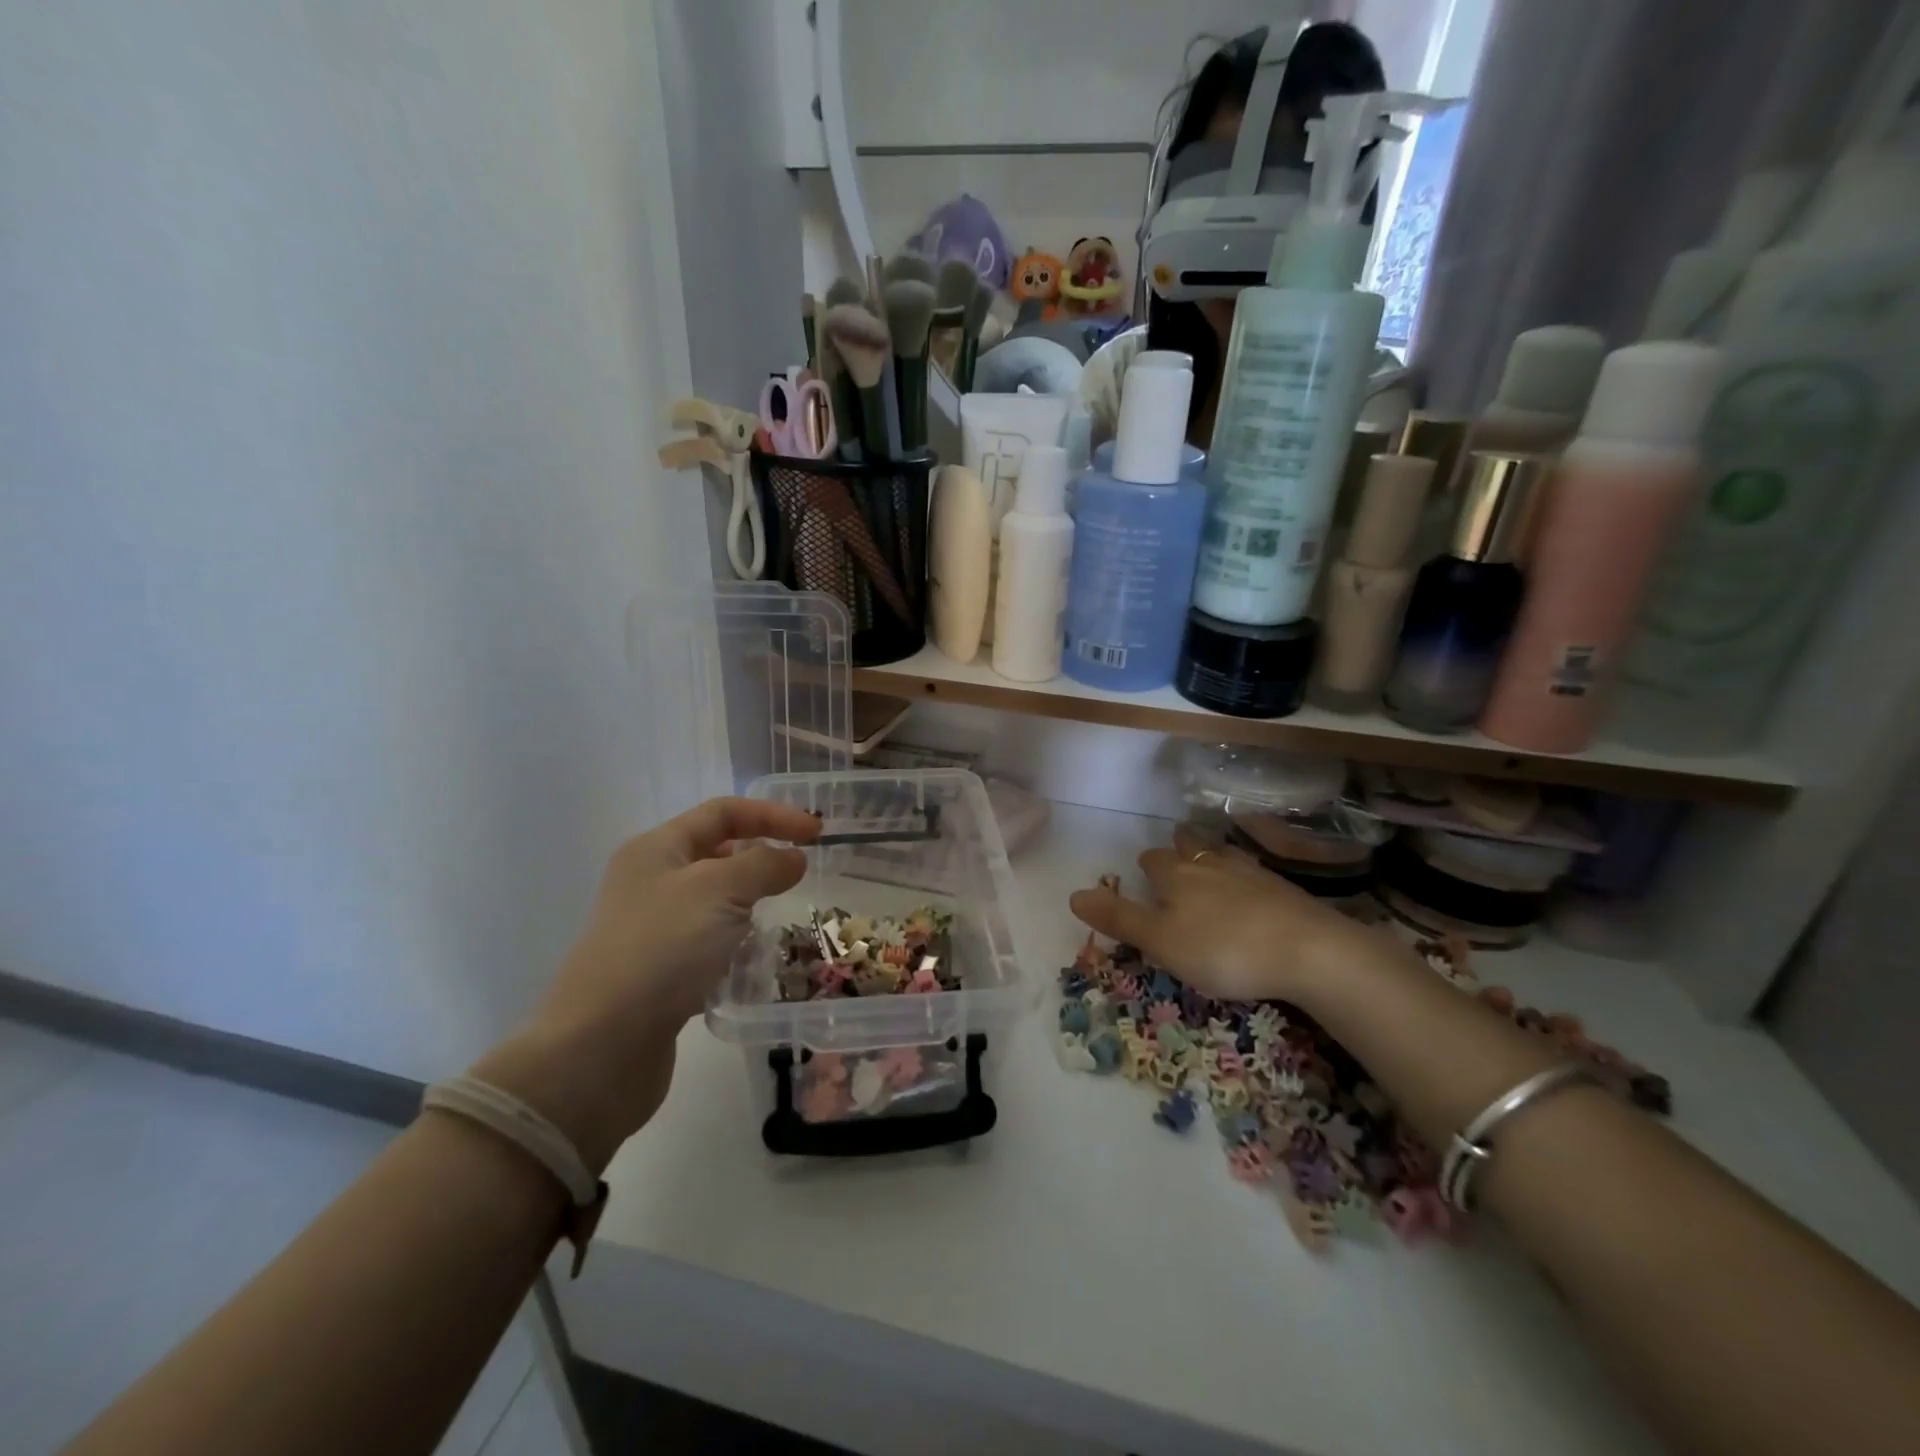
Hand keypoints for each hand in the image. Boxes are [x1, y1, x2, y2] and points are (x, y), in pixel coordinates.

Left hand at [471, 797, 820, 1169]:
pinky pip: (709, 940)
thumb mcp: (720, 891)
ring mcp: (653, 928)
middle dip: (762, 857)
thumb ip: (764, 865)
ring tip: (783, 915)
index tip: (817, 834)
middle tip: (803, 875)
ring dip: (751, 901)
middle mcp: (651, 881)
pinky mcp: (660, 970)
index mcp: (657, 849)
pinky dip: (736, 941)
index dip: (773, 815)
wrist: (601, 1047)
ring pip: (715, 899)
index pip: (723, 812)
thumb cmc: (662, 951)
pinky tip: (754, 958)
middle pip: (717, 852)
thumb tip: (794, 858)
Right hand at [1067, 825, 1373, 1004]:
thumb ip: (1119, 919)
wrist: (1309, 951)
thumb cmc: (1223, 949)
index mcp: (1177, 876)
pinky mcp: (1285, 889)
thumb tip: (1073, 894)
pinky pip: (1256, 873)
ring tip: (1210, 863)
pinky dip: (1246, 876)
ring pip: (1224, 854)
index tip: (1143, 876)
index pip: (1153, 861)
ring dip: (1212, 855)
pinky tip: (1253, 890)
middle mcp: (1211, 864)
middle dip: (1179, 848)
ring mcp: (1252, 873)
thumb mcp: (1161, 941)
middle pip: (1190, 846)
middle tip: (1175, 858)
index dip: (1145, 867)